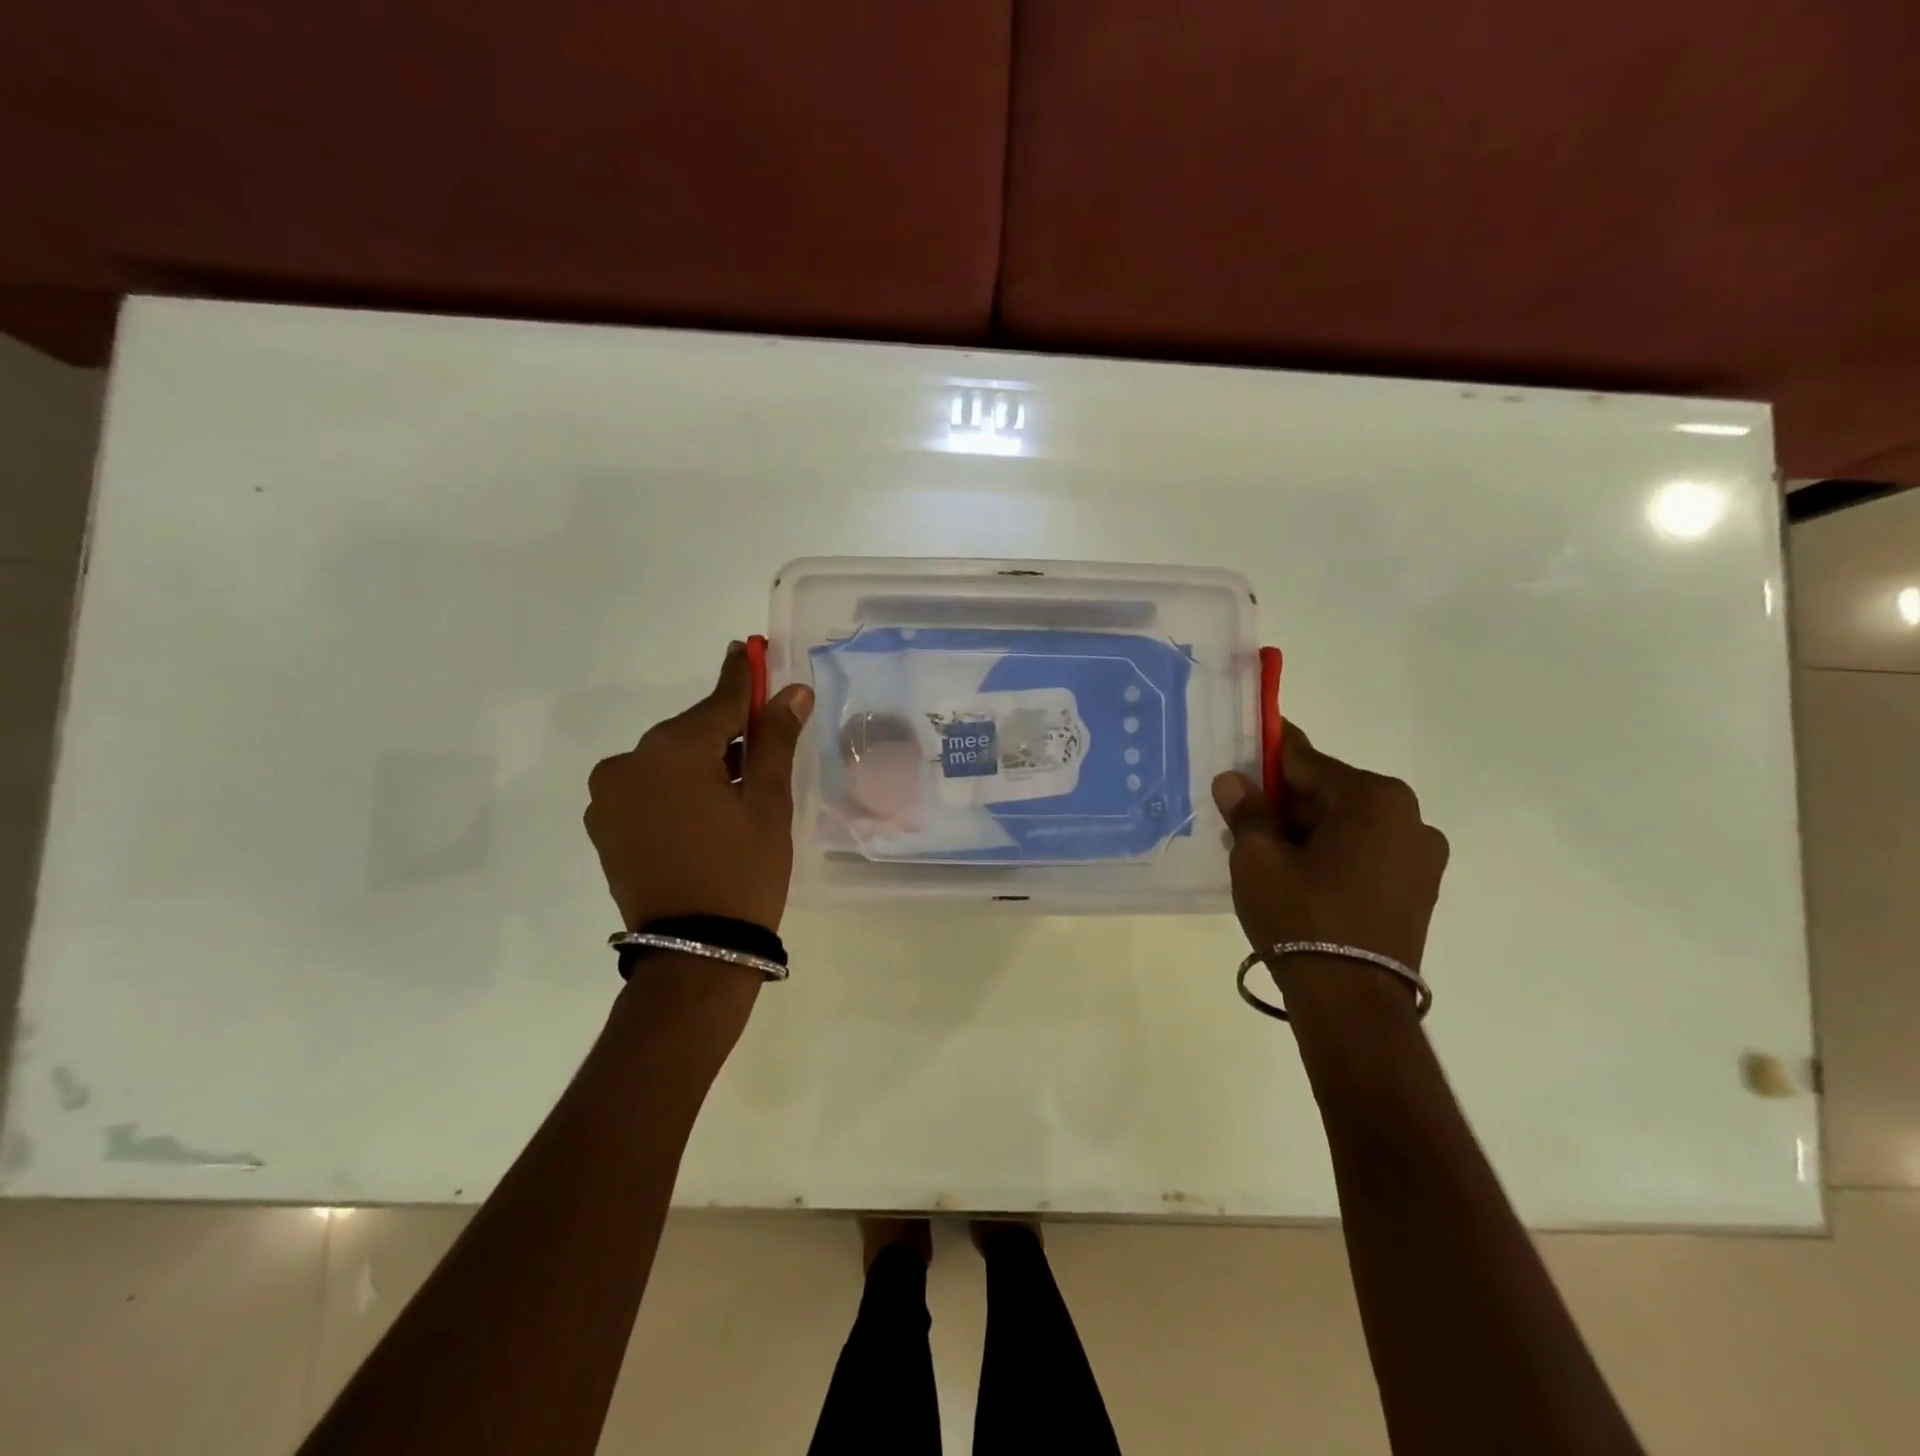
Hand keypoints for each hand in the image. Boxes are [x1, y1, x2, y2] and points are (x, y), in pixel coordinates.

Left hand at [586, 642, 813, 932]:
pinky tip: (704, 814)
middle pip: (690, 732)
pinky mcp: (605, 826)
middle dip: (726, 732)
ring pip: (667, 761)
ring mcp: (610, 796)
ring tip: (737, 789)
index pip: (719, 701)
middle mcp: (629, 762)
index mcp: (672, 750)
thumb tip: (792, 691)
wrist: (695, 951)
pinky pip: (648, 788)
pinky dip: (676, 788)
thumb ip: (775, 740)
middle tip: (763, 740)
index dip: (741, 677)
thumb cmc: (743, 872)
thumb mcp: (768, 803)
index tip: (747, 648)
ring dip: (701, 763)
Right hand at [1212, 722, 1448, 970]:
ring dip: (1305, 830)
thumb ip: (1246, 811)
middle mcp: (1409, 817)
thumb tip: (1233, 780)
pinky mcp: (1418, 889)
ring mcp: (1420, 856)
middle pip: (1328, 793)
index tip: (1239, 753)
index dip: (1265, 756)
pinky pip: (1363, 853)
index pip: (1304, 760)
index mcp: (1373, 798)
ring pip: (1346, 825)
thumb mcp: (1257, 859)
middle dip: (1282, 801)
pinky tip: (1296, 876)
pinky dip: (1329, 854)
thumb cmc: (1302, 918)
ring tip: (1261, 852)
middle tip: (1239, 815)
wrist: (1352, 1004)